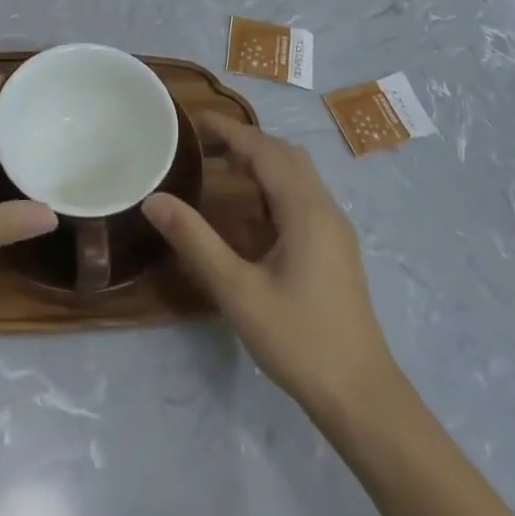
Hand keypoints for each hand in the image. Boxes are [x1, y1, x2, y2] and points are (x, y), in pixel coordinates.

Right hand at [144, 114, 399, 424]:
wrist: (361, 394)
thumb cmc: (298, 339)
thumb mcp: (237, 290)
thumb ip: (195, 241)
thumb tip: (154, 200)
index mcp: (305, 209)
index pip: (264, 150)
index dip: (230, 131)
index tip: (196, 121)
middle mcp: (325, 208)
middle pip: (285, 155)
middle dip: (246, 142)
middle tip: (205, 147)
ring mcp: (335, 229)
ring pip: (298, 176)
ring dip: (262, 164)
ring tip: (223, 171)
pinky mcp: (336, 249)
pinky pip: (303, 199)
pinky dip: (274, 189)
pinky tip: (251, 216)